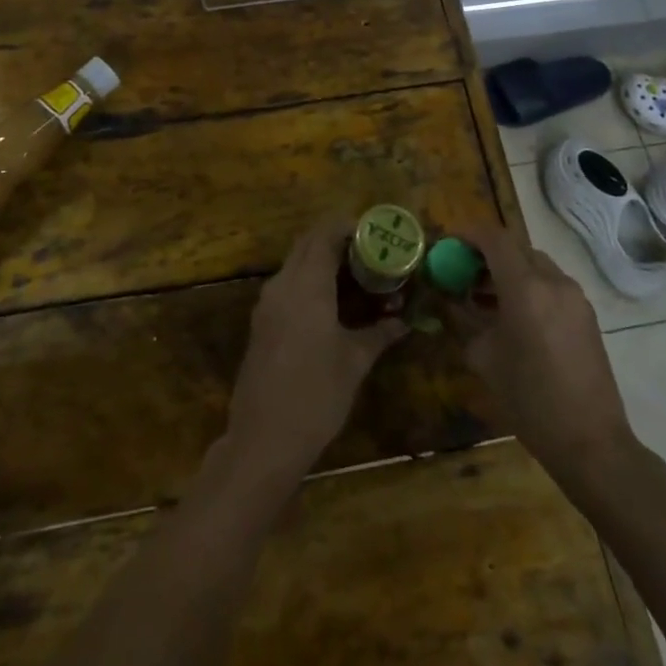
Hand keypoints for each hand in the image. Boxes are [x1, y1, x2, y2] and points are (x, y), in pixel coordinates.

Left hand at [224, 225, 406, 481]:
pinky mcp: (261, 322)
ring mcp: (267, 303)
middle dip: (336, 240)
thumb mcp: (355, 362)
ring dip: (321, 261)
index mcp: (307, 285)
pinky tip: (332, 303)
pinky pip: (287, 285)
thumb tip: (404, 321)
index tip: (374, 232)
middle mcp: (283, 284)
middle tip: (369, 252)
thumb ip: (379, 333)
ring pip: (295, 264)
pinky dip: (309, 281)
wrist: (263, 438)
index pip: (324, 234)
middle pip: (307, 244)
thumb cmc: (316, 394)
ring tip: (356, 276)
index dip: (347, 227)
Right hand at [449, 223, 639, 500]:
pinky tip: (512, 315)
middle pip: (515, 248)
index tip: (448, 245)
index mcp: (525, 288)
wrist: (591, 442)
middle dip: (486, 254)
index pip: (494, 238)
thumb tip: (447, 298)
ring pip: (534, 264)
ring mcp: (574, 297)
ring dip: (507, 270)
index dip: (468, 234)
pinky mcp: (586, 314)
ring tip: (484, 297)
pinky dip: (528, 286)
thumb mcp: (483, 357)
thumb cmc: (529, 399)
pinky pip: (550, 284)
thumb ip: (462, 319)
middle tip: (463, 273)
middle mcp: (553, 282)